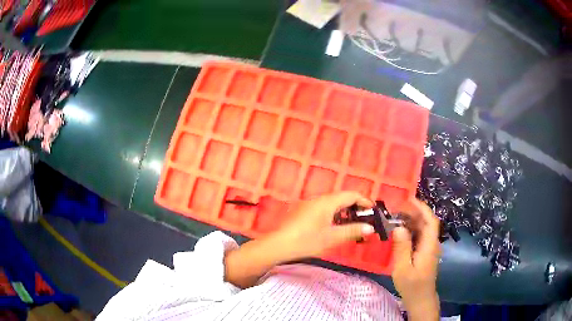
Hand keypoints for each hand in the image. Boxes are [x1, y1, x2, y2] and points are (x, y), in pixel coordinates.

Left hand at [273, 191, 375, 260]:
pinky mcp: (303, 212)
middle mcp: (318, 199)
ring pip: (332, 204)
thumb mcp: (332, 237)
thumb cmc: (307, 240)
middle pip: (342, 198)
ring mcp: (309, 205)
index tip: (373, 211)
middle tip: (364, 221)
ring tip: (352, 226)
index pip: (351, 195)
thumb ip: (352, 231)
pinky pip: (323, 209)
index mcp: (327, 202)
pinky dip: (334, 216)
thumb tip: (370, 228)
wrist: (279, 245)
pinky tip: (334, 228)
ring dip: (344, 213)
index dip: (364, 201)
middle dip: (355, 208)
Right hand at [392, 198, 440, 320]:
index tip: (409, 199)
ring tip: (396, 218)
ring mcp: (429, 248)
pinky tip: (400, 232)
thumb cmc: (412, 285)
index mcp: (429, 246)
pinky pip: (420, 236)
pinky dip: (411, 230)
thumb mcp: (403, 268)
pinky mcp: (425, 253)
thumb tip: (398, 227)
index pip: (430, 221)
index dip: (422, 208)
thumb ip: (402, 248)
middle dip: (414, 212)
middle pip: (427, 222)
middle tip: (396, 209)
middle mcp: (432, 243)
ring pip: (423, 229)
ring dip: (412, 221)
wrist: (421, 298)